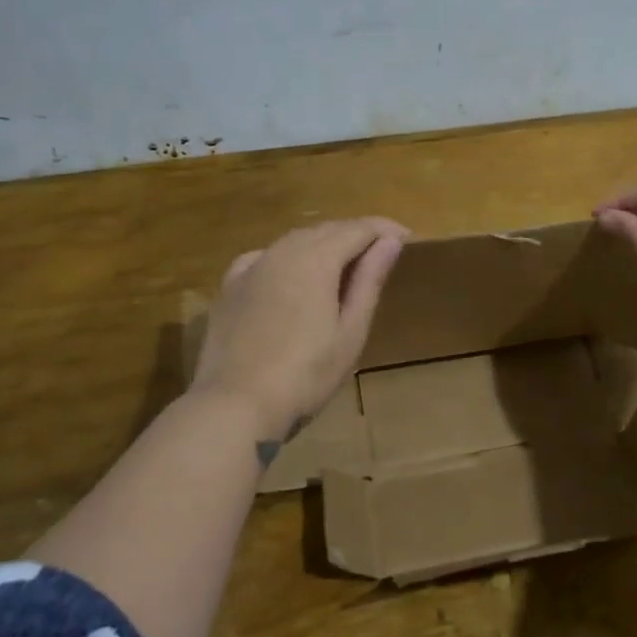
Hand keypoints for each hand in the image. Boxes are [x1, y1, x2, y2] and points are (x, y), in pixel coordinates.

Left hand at [191, 218, 407, 428]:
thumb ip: (369, 281)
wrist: (235, 407)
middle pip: (326, 230)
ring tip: (344, 264)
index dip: (384, 230)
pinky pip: (265, 258)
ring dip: (323, 244)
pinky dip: (287, 258)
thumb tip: (390, 241)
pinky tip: (290, 275)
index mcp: (316, 259)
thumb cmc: (306, 375)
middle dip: (356, 234)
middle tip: (380, 251)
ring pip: (294, 241)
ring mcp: (251, 267)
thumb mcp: (350, 332)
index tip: (407, 237)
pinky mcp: (229, 287)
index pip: (358, 229)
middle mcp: (282, 251)